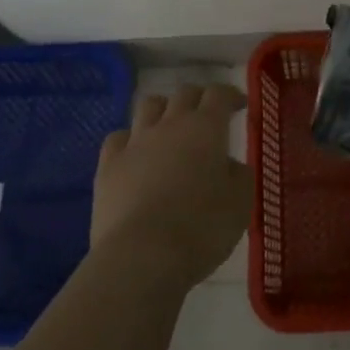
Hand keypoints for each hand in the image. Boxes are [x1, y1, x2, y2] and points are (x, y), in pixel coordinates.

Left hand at [91, 82, 250, 289]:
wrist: (143, 255)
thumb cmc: (202, 228)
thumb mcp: (241, 203)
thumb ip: (240, 175)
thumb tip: (229, 165)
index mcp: (206, 128)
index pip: (219, 94)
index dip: (230, 95)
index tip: (238, 105)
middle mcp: (170, 125)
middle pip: (184, 93)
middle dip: (199, 98)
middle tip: (208, 114)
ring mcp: (135, 142)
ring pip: (148, 106)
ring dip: (163, 109)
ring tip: (170, 126)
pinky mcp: (108, 165)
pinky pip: (119, 137)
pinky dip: (130, 139)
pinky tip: (135, 153)